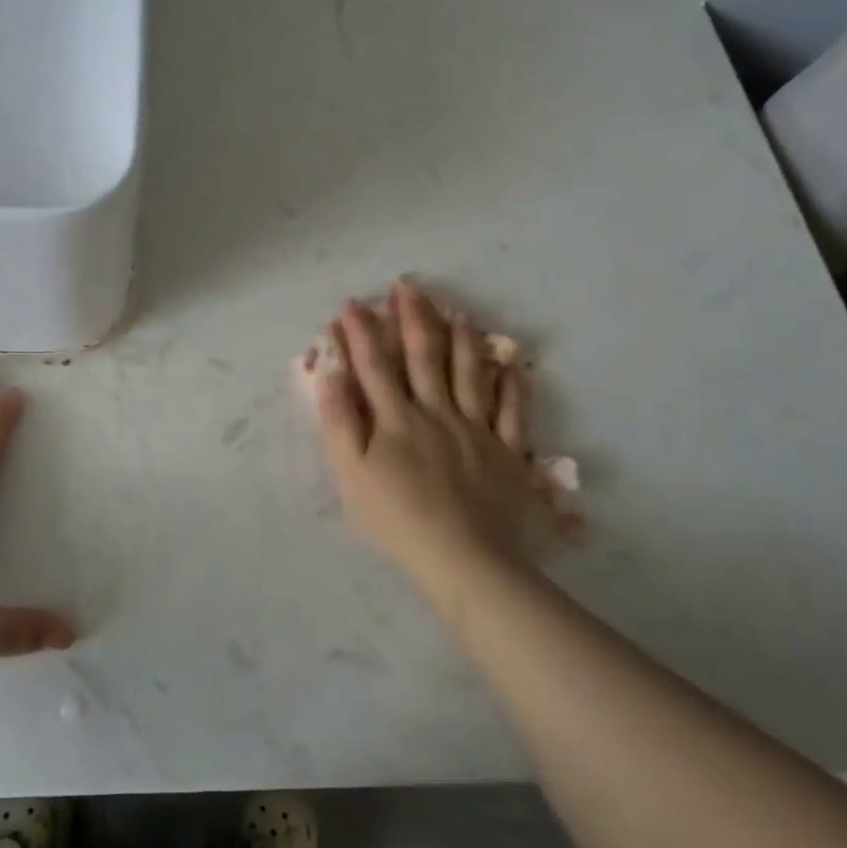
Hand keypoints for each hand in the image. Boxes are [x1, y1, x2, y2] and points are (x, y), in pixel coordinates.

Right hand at [312, 283, 576, 609]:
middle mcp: (436, 412)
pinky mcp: (508, 453)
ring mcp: (476, 430)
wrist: (462, 559)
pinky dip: (513, 387)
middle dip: (412, 319)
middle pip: (423, 357)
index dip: (361, 332)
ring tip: (459, 313)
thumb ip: (339, 421)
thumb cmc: (395, 519)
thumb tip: (332, 374)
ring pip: (470, 374)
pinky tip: (512, 366)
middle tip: (407, 288)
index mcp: (395, 418)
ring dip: (462, 340)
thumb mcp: (349, 474)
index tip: (352, 303)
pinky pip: (514, 412)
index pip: (374, 364)